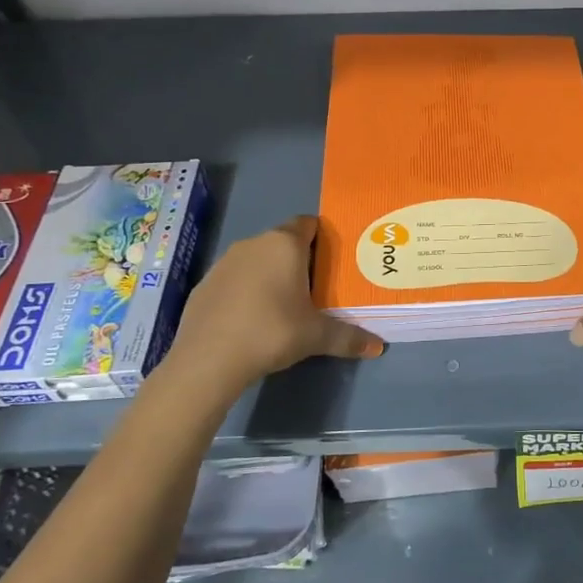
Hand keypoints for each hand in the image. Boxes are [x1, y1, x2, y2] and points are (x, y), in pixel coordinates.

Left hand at [164, 216, 383, 395]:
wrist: (208, 359)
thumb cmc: (272, 332)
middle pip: (283, 242)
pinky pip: (235, 279)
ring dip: (270, 275)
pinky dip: (245, 291)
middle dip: (299, 260)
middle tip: (316, 288)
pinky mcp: (204, 284)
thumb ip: (349, 337)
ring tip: (284, 306)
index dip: (322, 238)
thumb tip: (378, 347)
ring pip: (256, 260)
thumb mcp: (317, 337)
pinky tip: (251, 320)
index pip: (308, 224)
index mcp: (285, 245)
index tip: (333, 261)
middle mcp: (254, 243)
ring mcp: (224, 262)